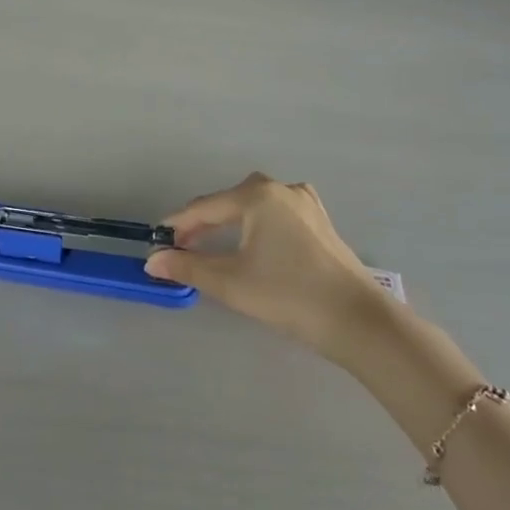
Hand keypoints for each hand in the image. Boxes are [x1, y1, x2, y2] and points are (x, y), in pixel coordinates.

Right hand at [144, 174, 392, 360]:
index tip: (157, 243)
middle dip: (203, 223)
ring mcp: (304, 203)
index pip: (204, 207)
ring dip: (230, 222)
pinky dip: (257, 224)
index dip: (177, 225)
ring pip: (254, 205)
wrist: (357, 320)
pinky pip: (276, 213)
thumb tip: (152, 262)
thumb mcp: (230, 282)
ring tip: (213, 246)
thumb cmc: (288, 295)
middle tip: (183, 248)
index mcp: (256, 196)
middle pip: (228, 202)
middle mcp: (280, 189)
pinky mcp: (320, 221)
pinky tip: (255, 240)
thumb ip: (188, 267)